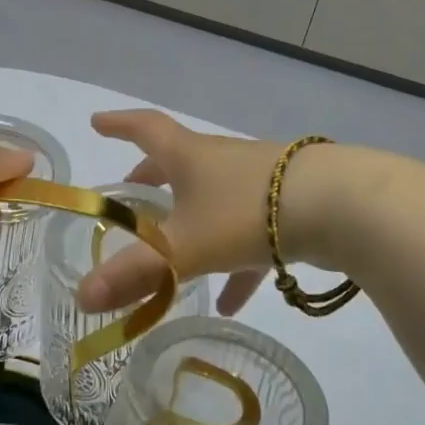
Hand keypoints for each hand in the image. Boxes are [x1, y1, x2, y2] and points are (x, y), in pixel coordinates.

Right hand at [78, 109, 353, 316]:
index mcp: (190, 157)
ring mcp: (259, 182)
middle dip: (152, 176)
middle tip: (132, 190)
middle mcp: (222, 161)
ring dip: (192, 225)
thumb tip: (81, 298)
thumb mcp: (184, 248)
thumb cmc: (247, 213)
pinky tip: (232, 303)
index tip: (97, 122)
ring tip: (173, 260)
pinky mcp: (290, 207)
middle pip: (179, 162)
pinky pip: (250, 236)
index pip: (145, 129)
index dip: (118, 125)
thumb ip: (134, 274)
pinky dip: (235, 263)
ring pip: (215, 201)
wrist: (344, 206)